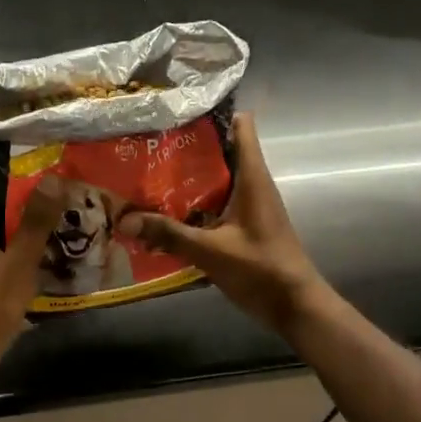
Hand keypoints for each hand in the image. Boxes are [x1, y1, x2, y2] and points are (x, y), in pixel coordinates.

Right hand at [117, 112, 327, 333]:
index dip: (212, 114)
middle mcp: (253, 184)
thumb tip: (124, 221)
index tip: (177, 114)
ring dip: (189, 178)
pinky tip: (166, 214)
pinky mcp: (246, 225)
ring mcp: (250, 206)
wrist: (296, 307)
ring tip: (149, 176)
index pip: (241, 126)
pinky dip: (195, 204)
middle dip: (188, 148)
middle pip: (221, 151)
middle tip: (149, 146)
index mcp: (252, 177)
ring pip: (218, 179)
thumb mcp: (210, 251)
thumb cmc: (261, 269)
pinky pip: (218, 203)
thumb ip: (168, 234)